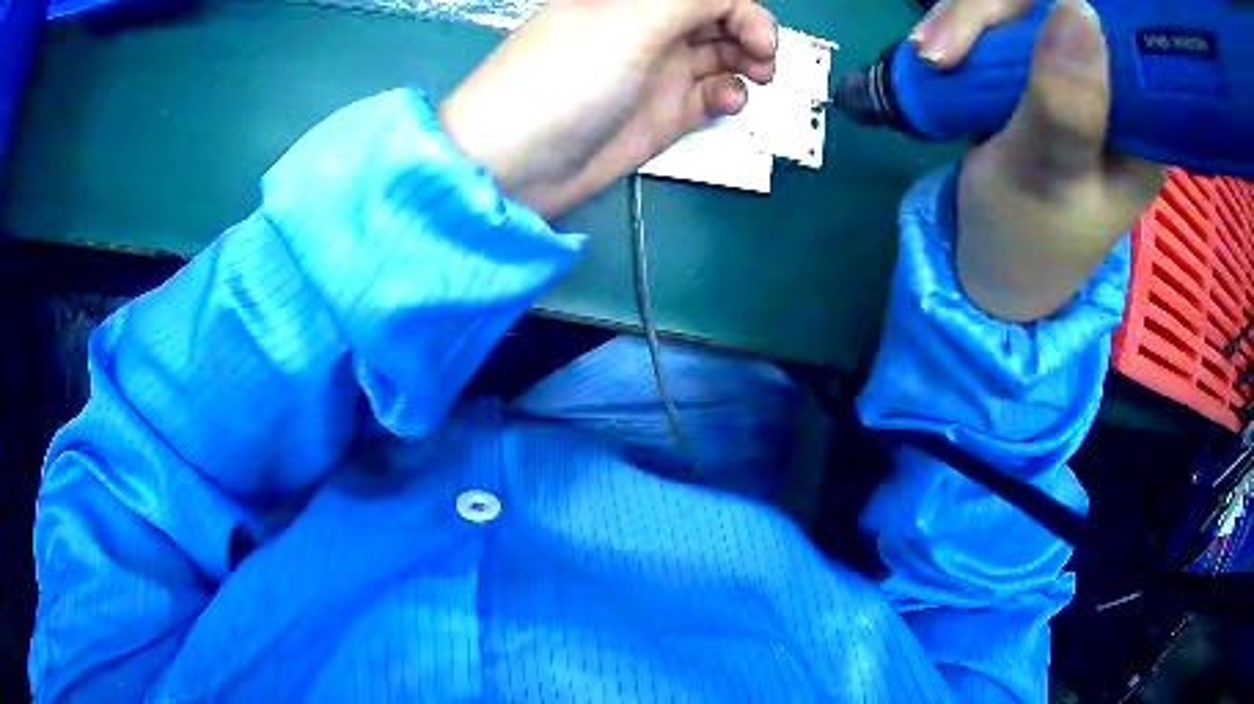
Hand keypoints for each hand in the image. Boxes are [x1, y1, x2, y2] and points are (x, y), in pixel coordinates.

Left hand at [440, 0, 777, 216]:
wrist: (518, 164)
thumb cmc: (566, 78)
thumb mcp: (629, 24)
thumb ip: (690, 1)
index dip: (741, 7)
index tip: (759, 37)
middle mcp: (648, 27)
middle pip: (718, 18)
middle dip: (750, 33)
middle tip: (762, 60)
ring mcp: (657, 71)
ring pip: (721, 55)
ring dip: (746, 63)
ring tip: (754, 80)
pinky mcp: (662, 113)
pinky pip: (710, 94)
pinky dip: (728, 95)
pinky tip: (726, 103)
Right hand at [912, 0, 1164, 321]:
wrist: (993, 261)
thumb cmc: (1028, 237)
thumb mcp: (1047, 179)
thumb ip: (1066, 105)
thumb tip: (1079, 8)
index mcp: (1143, 127)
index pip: (1116, 35)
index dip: (1064, 11)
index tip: (1011, 26)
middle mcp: (1116, 90)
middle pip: (1061, 7)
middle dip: (993, 13)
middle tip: (940, 49)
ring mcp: (1075, 73)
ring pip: (1024, 8)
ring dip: (967, 19)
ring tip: (929, 55)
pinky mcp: (1040, 68)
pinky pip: (1003, 22)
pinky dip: (963, 29)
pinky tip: (938, 52)